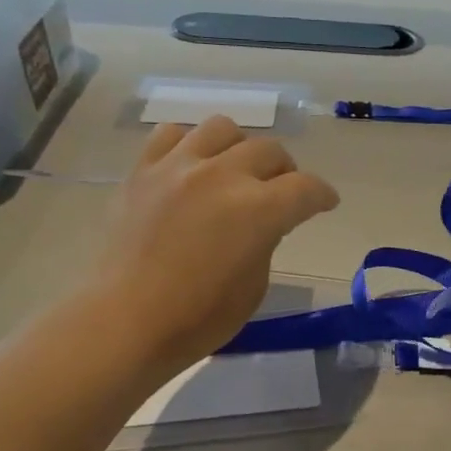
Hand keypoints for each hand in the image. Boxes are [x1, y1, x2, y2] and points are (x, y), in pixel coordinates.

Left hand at [98, 117, 339, 379]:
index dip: (323, 195)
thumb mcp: (254, 285)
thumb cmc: (198, 318)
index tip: (326, 202)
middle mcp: (222, 176)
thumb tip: (264, 221)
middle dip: (285, 172)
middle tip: (282, 192)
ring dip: (240, 149)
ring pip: (223, 129)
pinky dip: (190, 146)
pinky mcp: (143, 171)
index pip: (306, 188)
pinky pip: (172, 135)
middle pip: (270, 151)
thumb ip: (267, 240)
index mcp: (258, 210)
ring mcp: (178, 167)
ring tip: (235, 171)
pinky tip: (191, 168)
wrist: (125, 321)